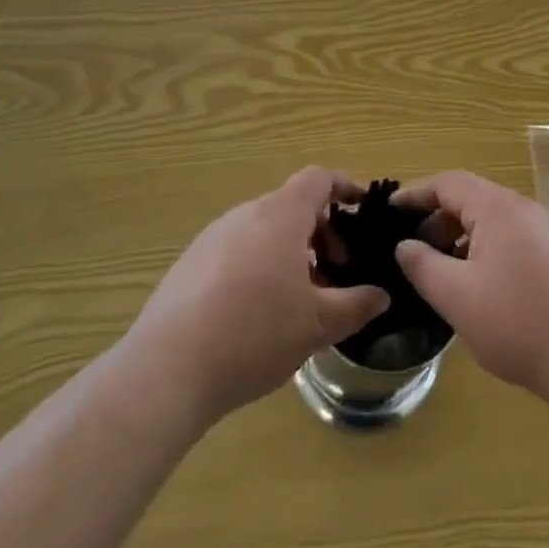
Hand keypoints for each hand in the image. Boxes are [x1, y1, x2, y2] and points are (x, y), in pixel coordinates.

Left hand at [125, 168, 388, 422]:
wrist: (167, 369)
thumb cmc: (255, 334)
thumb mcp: (317, 325)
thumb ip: (355, 305)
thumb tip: (381, 295)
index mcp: (281, 214)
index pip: (318, 178)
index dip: (344, 187)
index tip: (361, 212)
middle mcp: (246, 213)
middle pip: (291, 205)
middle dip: (320, 231)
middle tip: (334, 271)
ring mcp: (213, 236)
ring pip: (263, 230)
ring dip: (288, 252)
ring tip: (298, 299)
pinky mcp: (189, 263)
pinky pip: (236, 250)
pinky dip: (257, 266)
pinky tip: (255, 314)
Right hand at [392, 172, 548, 405]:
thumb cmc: (519, 322)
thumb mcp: (457, 297)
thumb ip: (423, 266)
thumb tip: (405, 245)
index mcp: (496, 206)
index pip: (447, 182)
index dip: (415, 194)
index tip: (388, 212)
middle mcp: (522, 208)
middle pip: (470, 198)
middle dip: (436, 219)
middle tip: (410, 250)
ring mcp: (544, 231)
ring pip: (490, 221)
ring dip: (460, 238)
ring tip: (439, 272)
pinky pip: (510, 239)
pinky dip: (484, 251)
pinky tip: (477, 287)